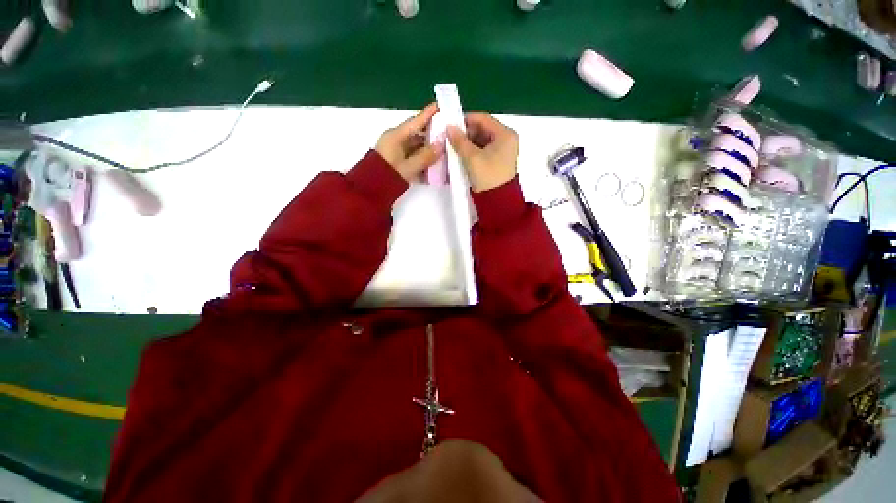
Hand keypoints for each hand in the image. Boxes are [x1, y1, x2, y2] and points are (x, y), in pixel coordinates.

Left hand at [375, 103, 444, 181]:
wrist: (371, 189)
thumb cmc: (388, 175)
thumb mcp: (408, 167)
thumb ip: (425, 156)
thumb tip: (440, 145)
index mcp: (396, 136)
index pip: (416, 121)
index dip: (429, 114)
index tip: (441, 106)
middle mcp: (396, 139)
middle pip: (417, 132)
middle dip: (432, 132)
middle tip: (447, 131)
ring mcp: (395, 149)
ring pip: (415, 144)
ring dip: (428, 146)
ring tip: (444, 147)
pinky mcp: (396, 159)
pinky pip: (412, 153)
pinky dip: (422, 155)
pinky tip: (432, 159)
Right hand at [446, 113, 518, 192]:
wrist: (498, 201)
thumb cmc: (487, 176)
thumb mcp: (472, 158)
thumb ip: (459, 141)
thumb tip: (449, 127)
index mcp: (505, 134)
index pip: (483, 118)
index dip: (466, 119)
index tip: (450, 124)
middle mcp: (506, 139)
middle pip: (483, 129)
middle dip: (466, 133)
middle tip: (450, 137)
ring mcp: (503, 151)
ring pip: (482, 140)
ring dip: (468, 142)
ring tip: (453, 146)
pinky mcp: (498, 161)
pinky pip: (483, 150)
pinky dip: (472, 151)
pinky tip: (461, 154)